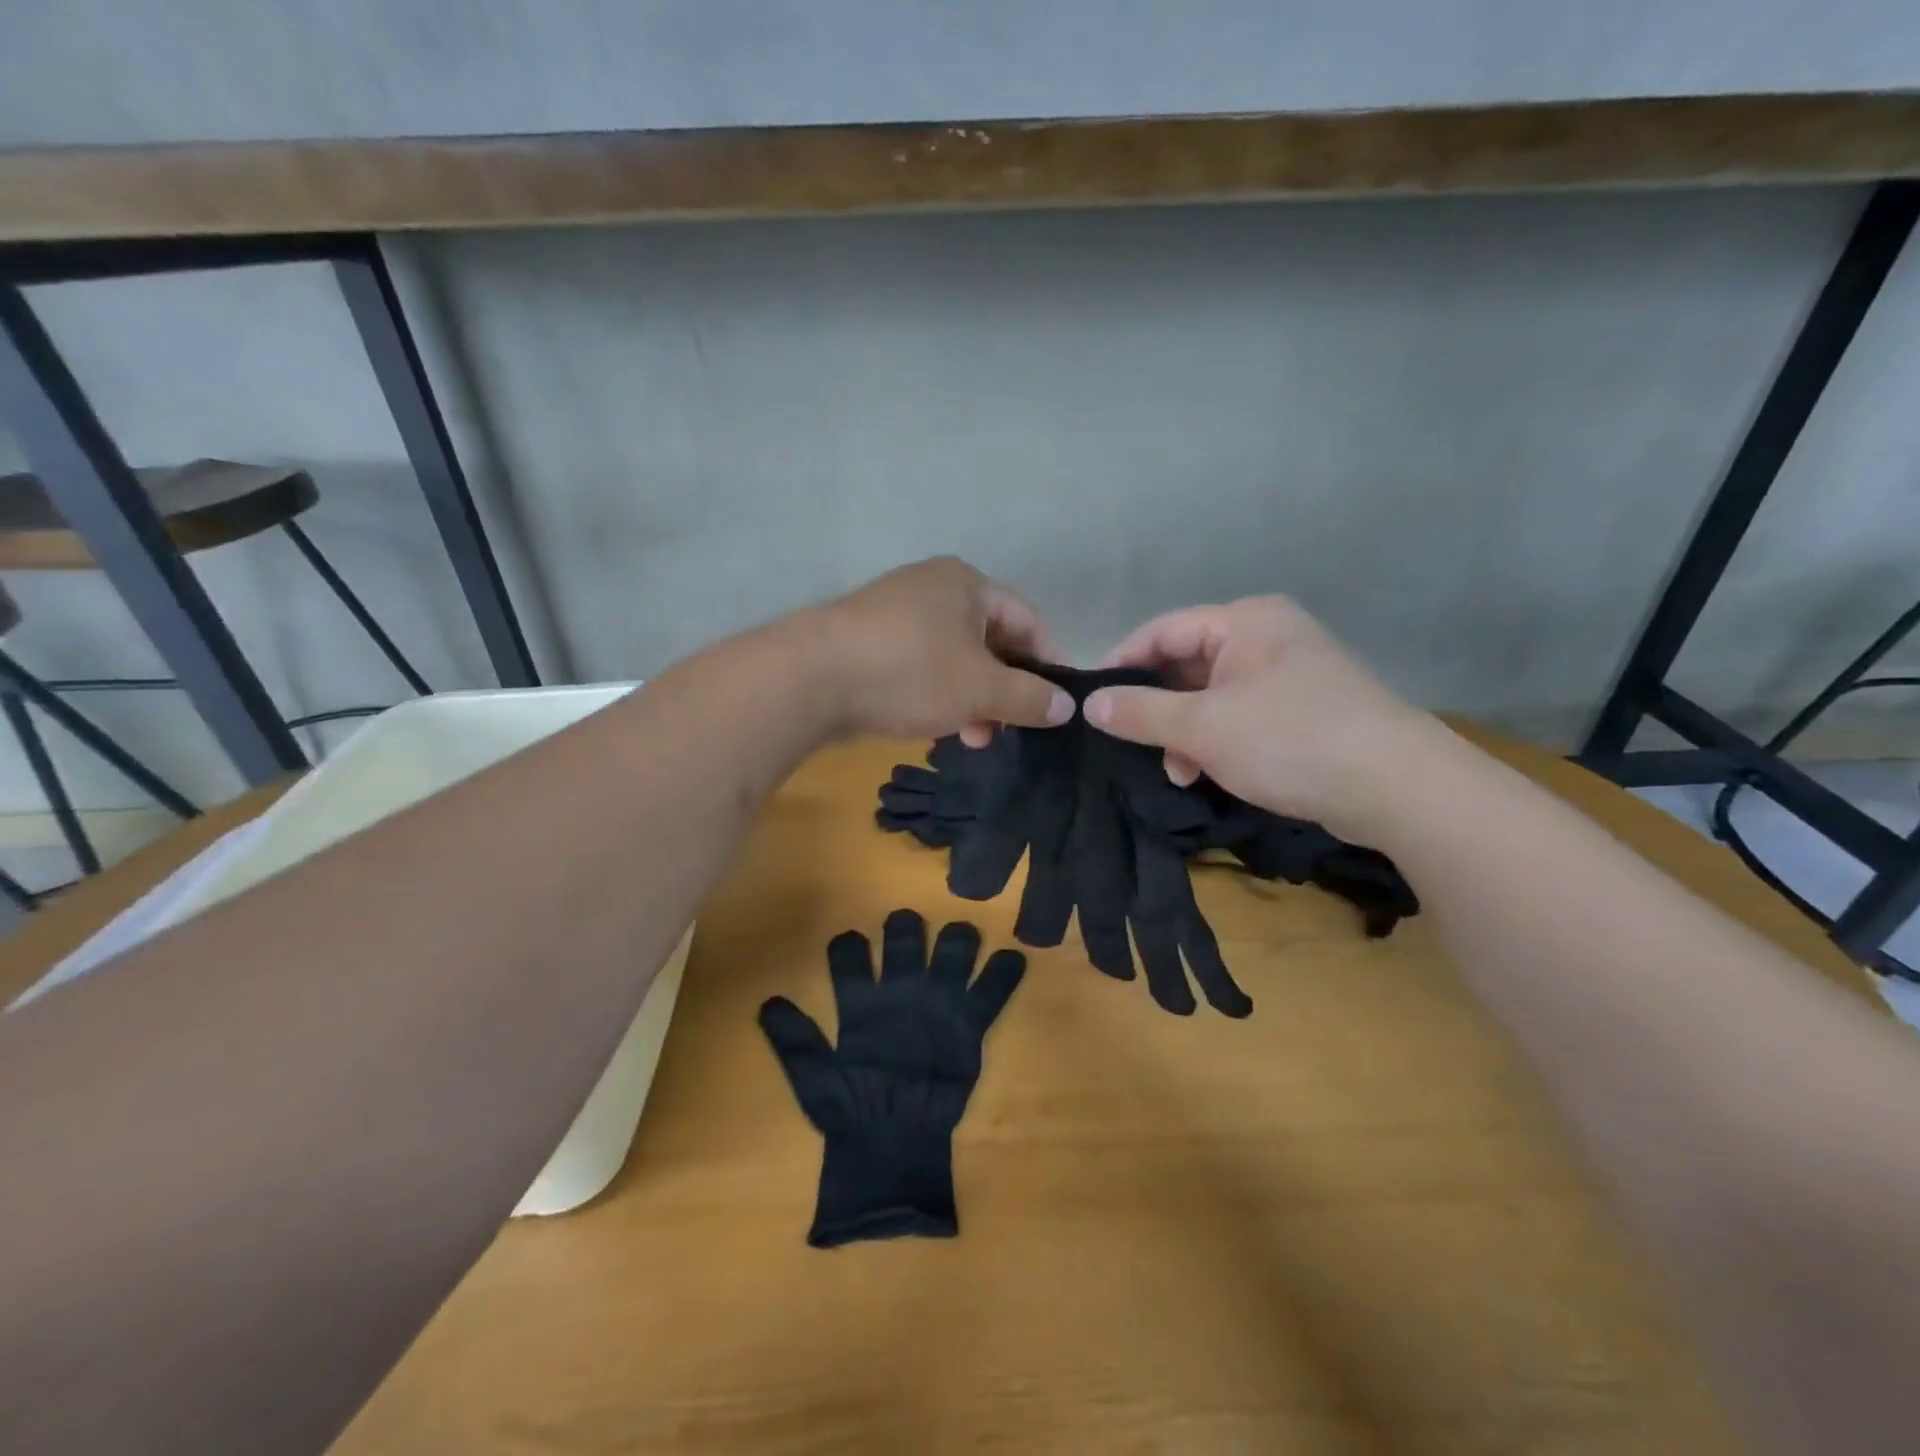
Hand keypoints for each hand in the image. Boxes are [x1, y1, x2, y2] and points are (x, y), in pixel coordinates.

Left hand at [813, 558, 1073, 745]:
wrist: (809, 679)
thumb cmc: (910, 672)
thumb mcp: (981, 688)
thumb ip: (1029, 697)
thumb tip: (1067, 707)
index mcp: (965, 583)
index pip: (1026, 619)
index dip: (1048, 661)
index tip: (1057, 704)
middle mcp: (932, 589)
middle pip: (990, 640)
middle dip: (1005, 689)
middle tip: (1011, 730)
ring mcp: (895, 615)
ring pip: (954, 659)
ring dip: (973, 700)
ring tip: (974, 739)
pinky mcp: (869, 644)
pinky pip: (921, 668)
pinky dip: (939, 696)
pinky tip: (937, 728)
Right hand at [1082, 596, 1438, 836]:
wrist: (1396, 787)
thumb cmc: (1289, 740)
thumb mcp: (1202, 728)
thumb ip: (1140, 713)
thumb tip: (1091, 704)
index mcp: (1245, 621)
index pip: (1163, 630)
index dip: (1123, 663)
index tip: (1094, 700)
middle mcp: (1268, 636)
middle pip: (1188, 664)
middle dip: (1159, 709)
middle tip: (1135, 744)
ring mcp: (1290, 673)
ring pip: (1212, 696)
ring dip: (1186, 733)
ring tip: (1178, 772)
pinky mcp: (1305, 708)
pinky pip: (1241, 715)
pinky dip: (1218, 741)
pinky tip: (1209, 774)